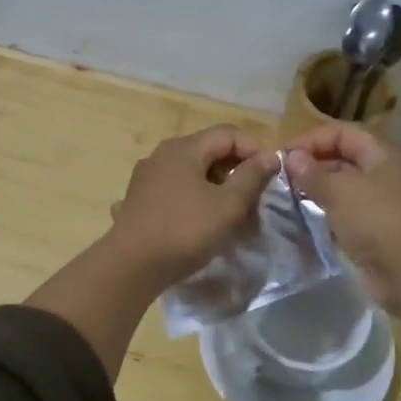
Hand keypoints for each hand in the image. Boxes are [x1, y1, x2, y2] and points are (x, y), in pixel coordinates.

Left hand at [107, 125, 277, 289]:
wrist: (131, 266)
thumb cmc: (185, 231)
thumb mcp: (228, 205)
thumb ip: (252, 177)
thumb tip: (270, 156)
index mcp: (184, 148)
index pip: (228, 133)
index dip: (254, 150)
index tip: (270, 178)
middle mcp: (162, 155)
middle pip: (208, 151)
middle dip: (235, 172)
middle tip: (253, 199)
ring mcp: (146, 178)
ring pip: (190, 173)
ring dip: (215, 188)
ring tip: (229, 216)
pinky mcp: (138, 201)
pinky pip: (173, 192)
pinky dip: (191, 200)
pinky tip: (196, 221)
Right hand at [286, 123, 400, 336]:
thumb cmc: (377, 221)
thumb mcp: (340, 192)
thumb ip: (313, 174)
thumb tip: (291, 157)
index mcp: (384, 156)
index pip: (343, 134)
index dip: (313, 140)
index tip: (284, 156)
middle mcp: (386, 176)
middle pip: (344, 160)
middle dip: (313, 166)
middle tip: (282, 180)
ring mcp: (383, 206)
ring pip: (344, 190)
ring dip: (318, 192)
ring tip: (288, 199)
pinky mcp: (377, 233)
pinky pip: (347, 216)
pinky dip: (327, 216)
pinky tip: (305, 222)